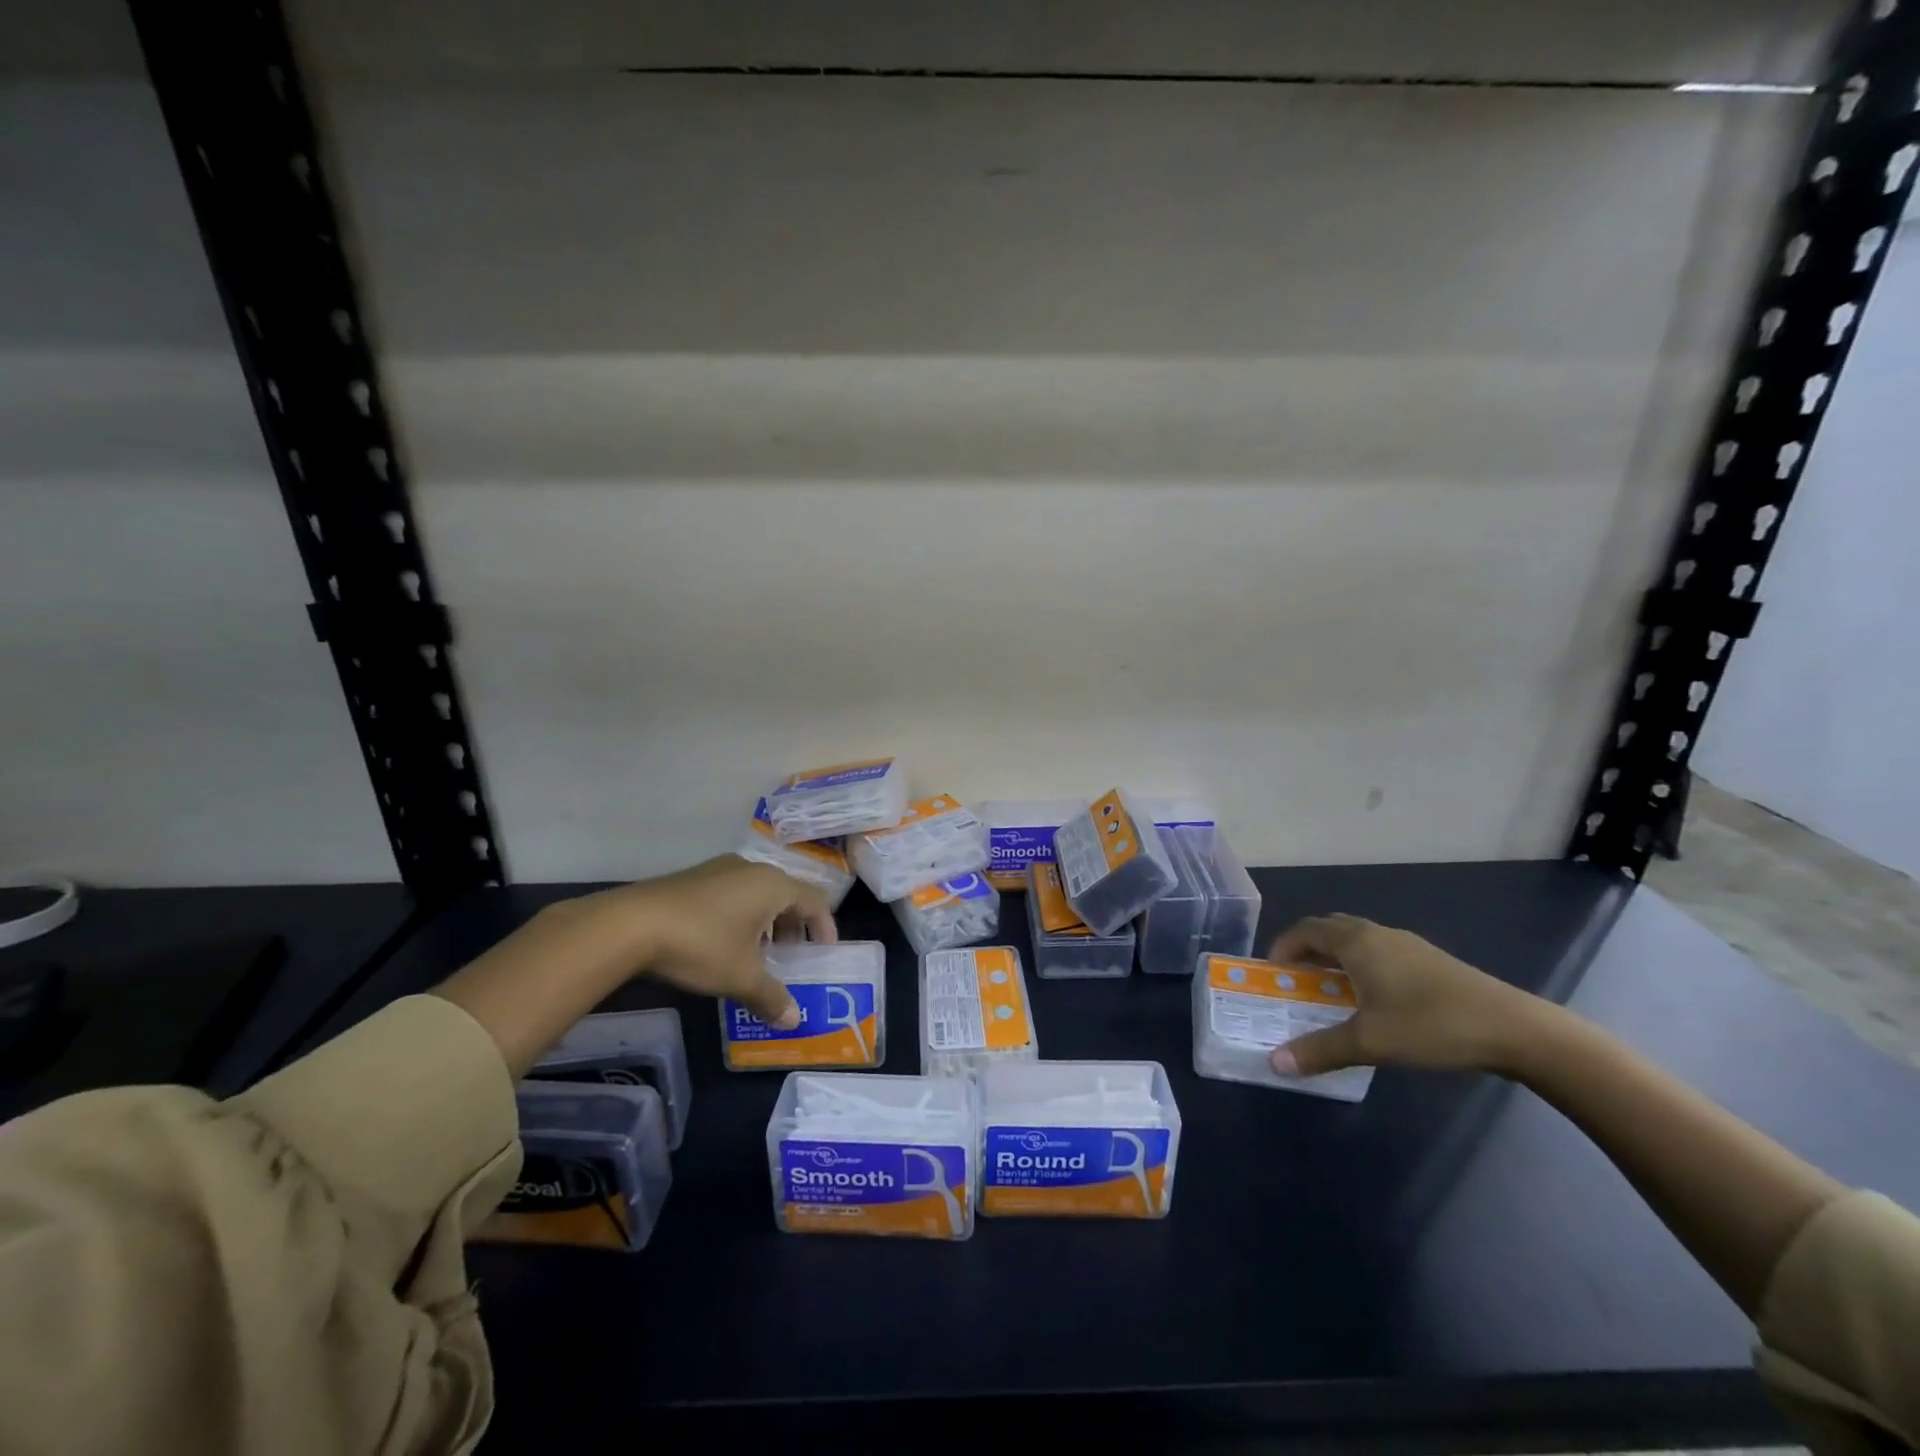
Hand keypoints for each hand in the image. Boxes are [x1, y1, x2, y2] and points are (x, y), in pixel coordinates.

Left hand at [605, 855, 835, 1028]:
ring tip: (758, 955)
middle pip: (788, 894)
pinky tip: (724, 944)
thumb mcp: (741, 976)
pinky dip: (742, 916)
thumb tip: (794, 1021)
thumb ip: (771, 997)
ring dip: (767, 923)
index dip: (825, 925)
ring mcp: (721, 870)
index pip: (815, 900)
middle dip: (794, 927)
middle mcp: (752, 869)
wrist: (630, 924)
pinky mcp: (695, 878)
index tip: (825, 950)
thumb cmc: (701, 944)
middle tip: (791, 957)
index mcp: (774, 885)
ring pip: (758, 894)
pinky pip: (734, 893)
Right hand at [1265, 914, 1541, 1078]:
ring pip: (1358, 940)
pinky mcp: (1430, 961)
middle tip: (1297, 981)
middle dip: (1307, 949)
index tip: (1273, 972)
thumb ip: (1320, 1050)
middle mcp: (1378, 934)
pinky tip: (1375, 1001)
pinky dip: (1362, 966)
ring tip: (1331, 992)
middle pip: (1330, 929)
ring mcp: (1408, 945)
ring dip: (1336, 958)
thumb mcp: (1370, 1042)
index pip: (1306, 929)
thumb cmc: (1431, 1025)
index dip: (1284, 945)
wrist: (1514, 1029)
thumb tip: (1274, 1063)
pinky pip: (1380, 952)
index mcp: (1356, 942)